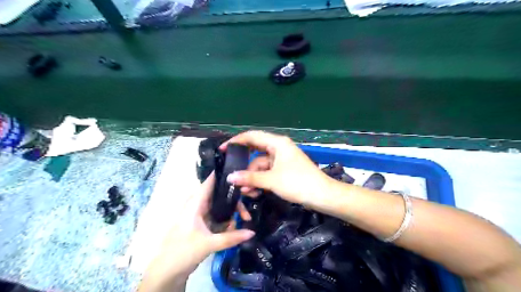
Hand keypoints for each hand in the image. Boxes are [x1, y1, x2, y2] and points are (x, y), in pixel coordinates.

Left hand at [140, 173, 255, 291]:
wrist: (166, 271)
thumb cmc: (183, 251)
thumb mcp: (210, 244)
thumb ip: (232, 237)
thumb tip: (252, 231)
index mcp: (195, 203)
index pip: (210, 182)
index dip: (223, 175)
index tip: (240, 173)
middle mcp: (197, 205)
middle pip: (219, 195)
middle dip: (234, 201)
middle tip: (247, 211)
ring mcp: (198, 214)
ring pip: (218, 206)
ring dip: (231, 212)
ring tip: (244, 219)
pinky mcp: (200, 223)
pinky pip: (216, 215)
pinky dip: (225, 219)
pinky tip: (233, 227)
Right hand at [221, 131, 330, 206]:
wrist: (322, 195)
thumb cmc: (298, 183)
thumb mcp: (271, 180)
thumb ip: (249, 178)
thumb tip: (230, 177)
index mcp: (277, 143)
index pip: (252, 136)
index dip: (236, 141)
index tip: (223, 150)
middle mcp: (279, 148)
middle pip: (255, 152)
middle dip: (244, 165)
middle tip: (231, 174)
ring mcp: (282, 159)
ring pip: (260, 165)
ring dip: (252, 178)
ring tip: (245, 192)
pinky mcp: (284, 170)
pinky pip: (267, 172)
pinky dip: (261, 181)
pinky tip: (254, 192)